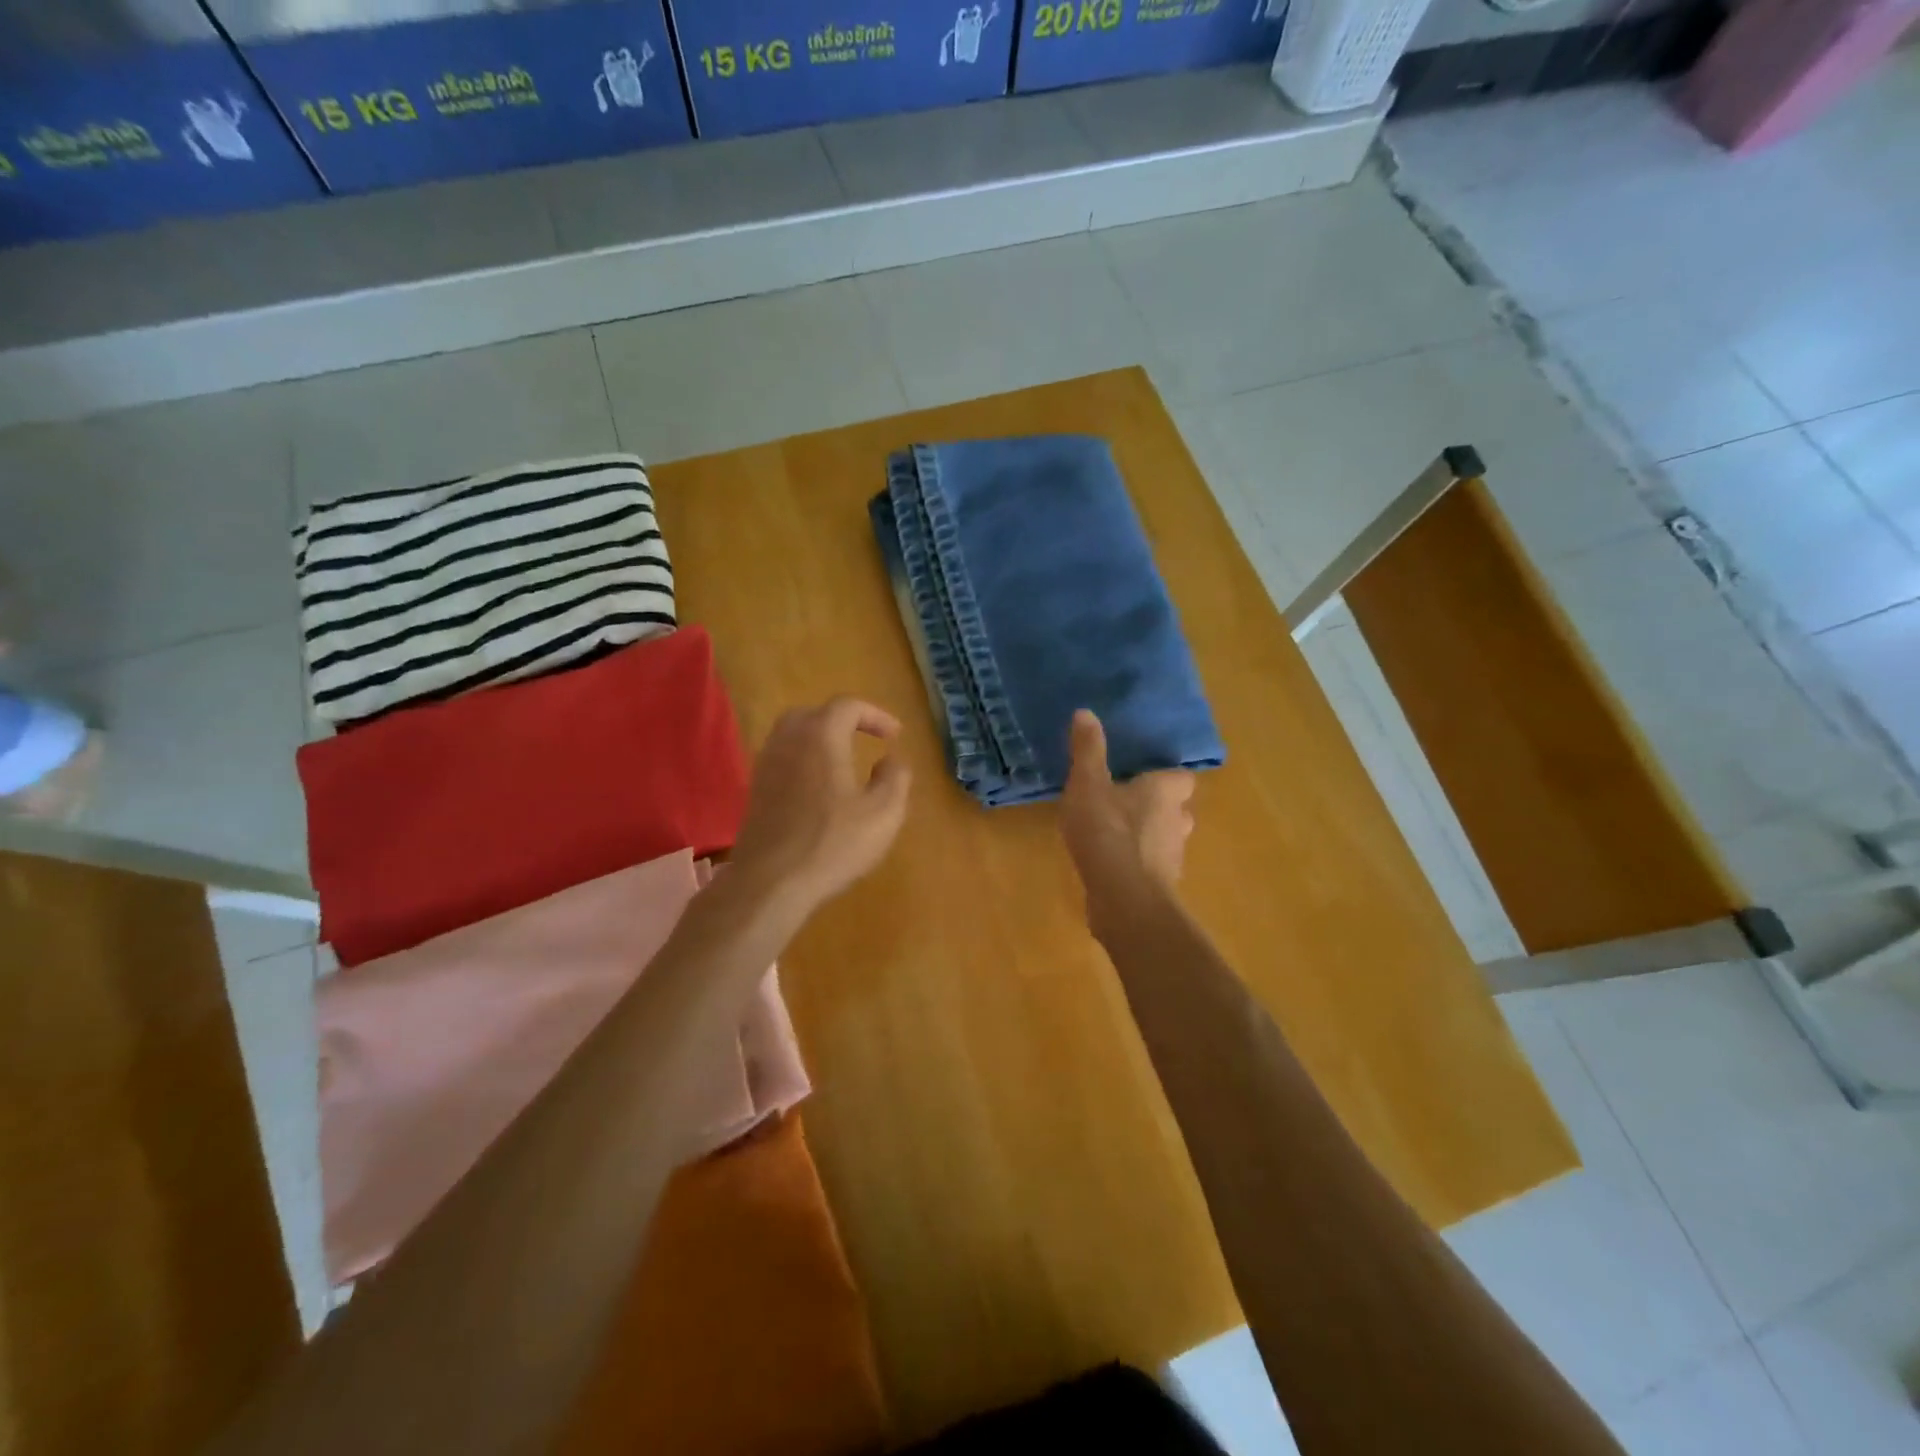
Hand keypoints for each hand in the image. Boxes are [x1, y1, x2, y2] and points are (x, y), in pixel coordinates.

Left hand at [730, 697, 911, 916]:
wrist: (770, 883)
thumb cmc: (833, 844)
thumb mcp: (884, 813)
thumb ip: (896, 778)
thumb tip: (891, 759)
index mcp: (821, 737)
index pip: (848, 706)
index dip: (875, 715)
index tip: (895, 736)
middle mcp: (788, 741)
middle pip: (814, 714)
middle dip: (843, 720)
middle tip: (866, 738)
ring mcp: (767, 765)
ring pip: (793, 735)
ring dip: (820, 739)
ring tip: (843, 760)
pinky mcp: (756, 791)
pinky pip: (782, 758)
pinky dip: (803, 759)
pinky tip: (819, 787)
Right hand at [1060, 710, 1194, 933]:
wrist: (1124, 898)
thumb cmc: (1108, 831)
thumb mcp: (1088, 783)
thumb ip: (1087, 750)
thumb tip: (1085, 712)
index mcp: (1165, 791)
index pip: (1181, 777)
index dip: (1164, 776)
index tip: (1141, 775)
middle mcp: (1178, 820)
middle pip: (1177, 808)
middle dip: (1158, 806)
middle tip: (1127, 802)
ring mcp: (1173, 857)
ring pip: (1166, 839)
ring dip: (1149, 836)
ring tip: (1116, 834)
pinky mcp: (1161, 886)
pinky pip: (1152, 867)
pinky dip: (1138, 864)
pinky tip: (1113, 865)